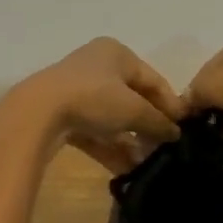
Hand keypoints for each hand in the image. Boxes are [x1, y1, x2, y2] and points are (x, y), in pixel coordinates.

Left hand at [8, 38, 184, 173]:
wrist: (37, 113)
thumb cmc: (93, 98)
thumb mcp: (133, 109)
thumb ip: (158, 121)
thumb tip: (176, 134)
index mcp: (117, 53)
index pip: (153, 79)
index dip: (171, 105)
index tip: (185, 129)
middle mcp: (98, 66)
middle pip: (133, 99)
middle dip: (149, 126)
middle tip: (167, 149)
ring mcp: (78, 91)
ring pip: (113, 117)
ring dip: (131, 140)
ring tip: (149, 163)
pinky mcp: (64, 114)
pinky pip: (95, 131)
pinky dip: (110, 147)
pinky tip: (127, 169)